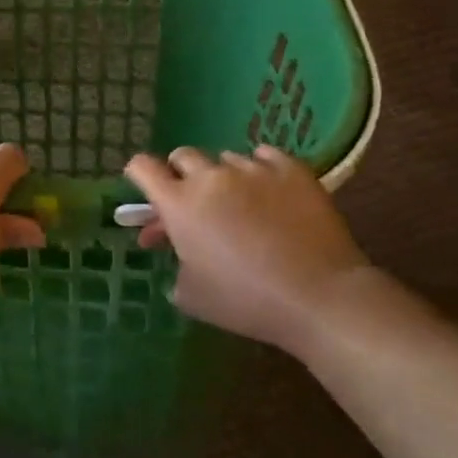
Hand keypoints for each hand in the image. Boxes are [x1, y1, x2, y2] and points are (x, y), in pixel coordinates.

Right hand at [123, 145, 369, 354]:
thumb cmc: (245, 301)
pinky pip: (266, 156)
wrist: (318, 297)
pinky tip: (269, 191)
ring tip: (240, 204)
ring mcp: (253, 169)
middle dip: (180, 175)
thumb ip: (176, 265)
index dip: (138, 175)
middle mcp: (211, 177)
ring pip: (226, 159)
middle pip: (182, 156)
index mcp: (179, 204)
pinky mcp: (292, 170)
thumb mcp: (191, 295)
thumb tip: (182, 254)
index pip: (142, 167)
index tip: (146, 191)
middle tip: (192, 204)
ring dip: (223, 177)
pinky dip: (261, 169)